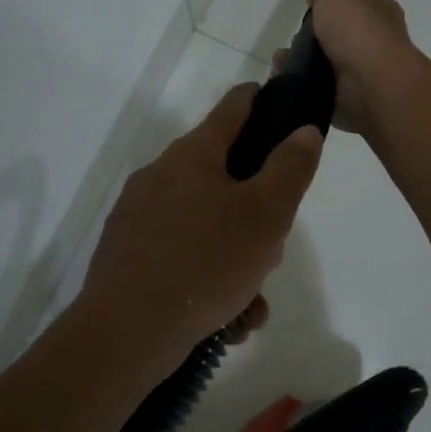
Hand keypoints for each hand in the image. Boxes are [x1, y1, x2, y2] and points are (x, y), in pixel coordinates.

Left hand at [81, 85, 321, 358]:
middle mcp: (161, 175)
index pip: (234, 107)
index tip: (287, 106)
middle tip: (271, 251)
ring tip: (250, 304)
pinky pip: (183, 255)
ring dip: (237, 259)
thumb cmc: (206, 262)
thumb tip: (304, 130)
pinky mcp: (128, 253)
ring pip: (207, 225)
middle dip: (256, 213)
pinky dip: (208, 280)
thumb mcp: (266, 215)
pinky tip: (225, 319)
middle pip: (224, 176)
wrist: (126, 331)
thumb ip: (290, 168)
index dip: (264, 99)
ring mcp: (139, 215)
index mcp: (193, 155)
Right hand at [272, 0, 420, 135]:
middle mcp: (375, 39)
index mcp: (379, 8)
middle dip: (311, 38)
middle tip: (293, 40)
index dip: (336, 1)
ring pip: (325, 64)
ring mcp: (364, 72)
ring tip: (282, 63)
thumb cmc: (357, 31)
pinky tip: (287, 82)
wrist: (371, 85)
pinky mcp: (351, 99)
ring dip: (300, 63)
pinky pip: (320, 90)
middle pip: (338, 34)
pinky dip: (302, 87)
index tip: (313, 8)